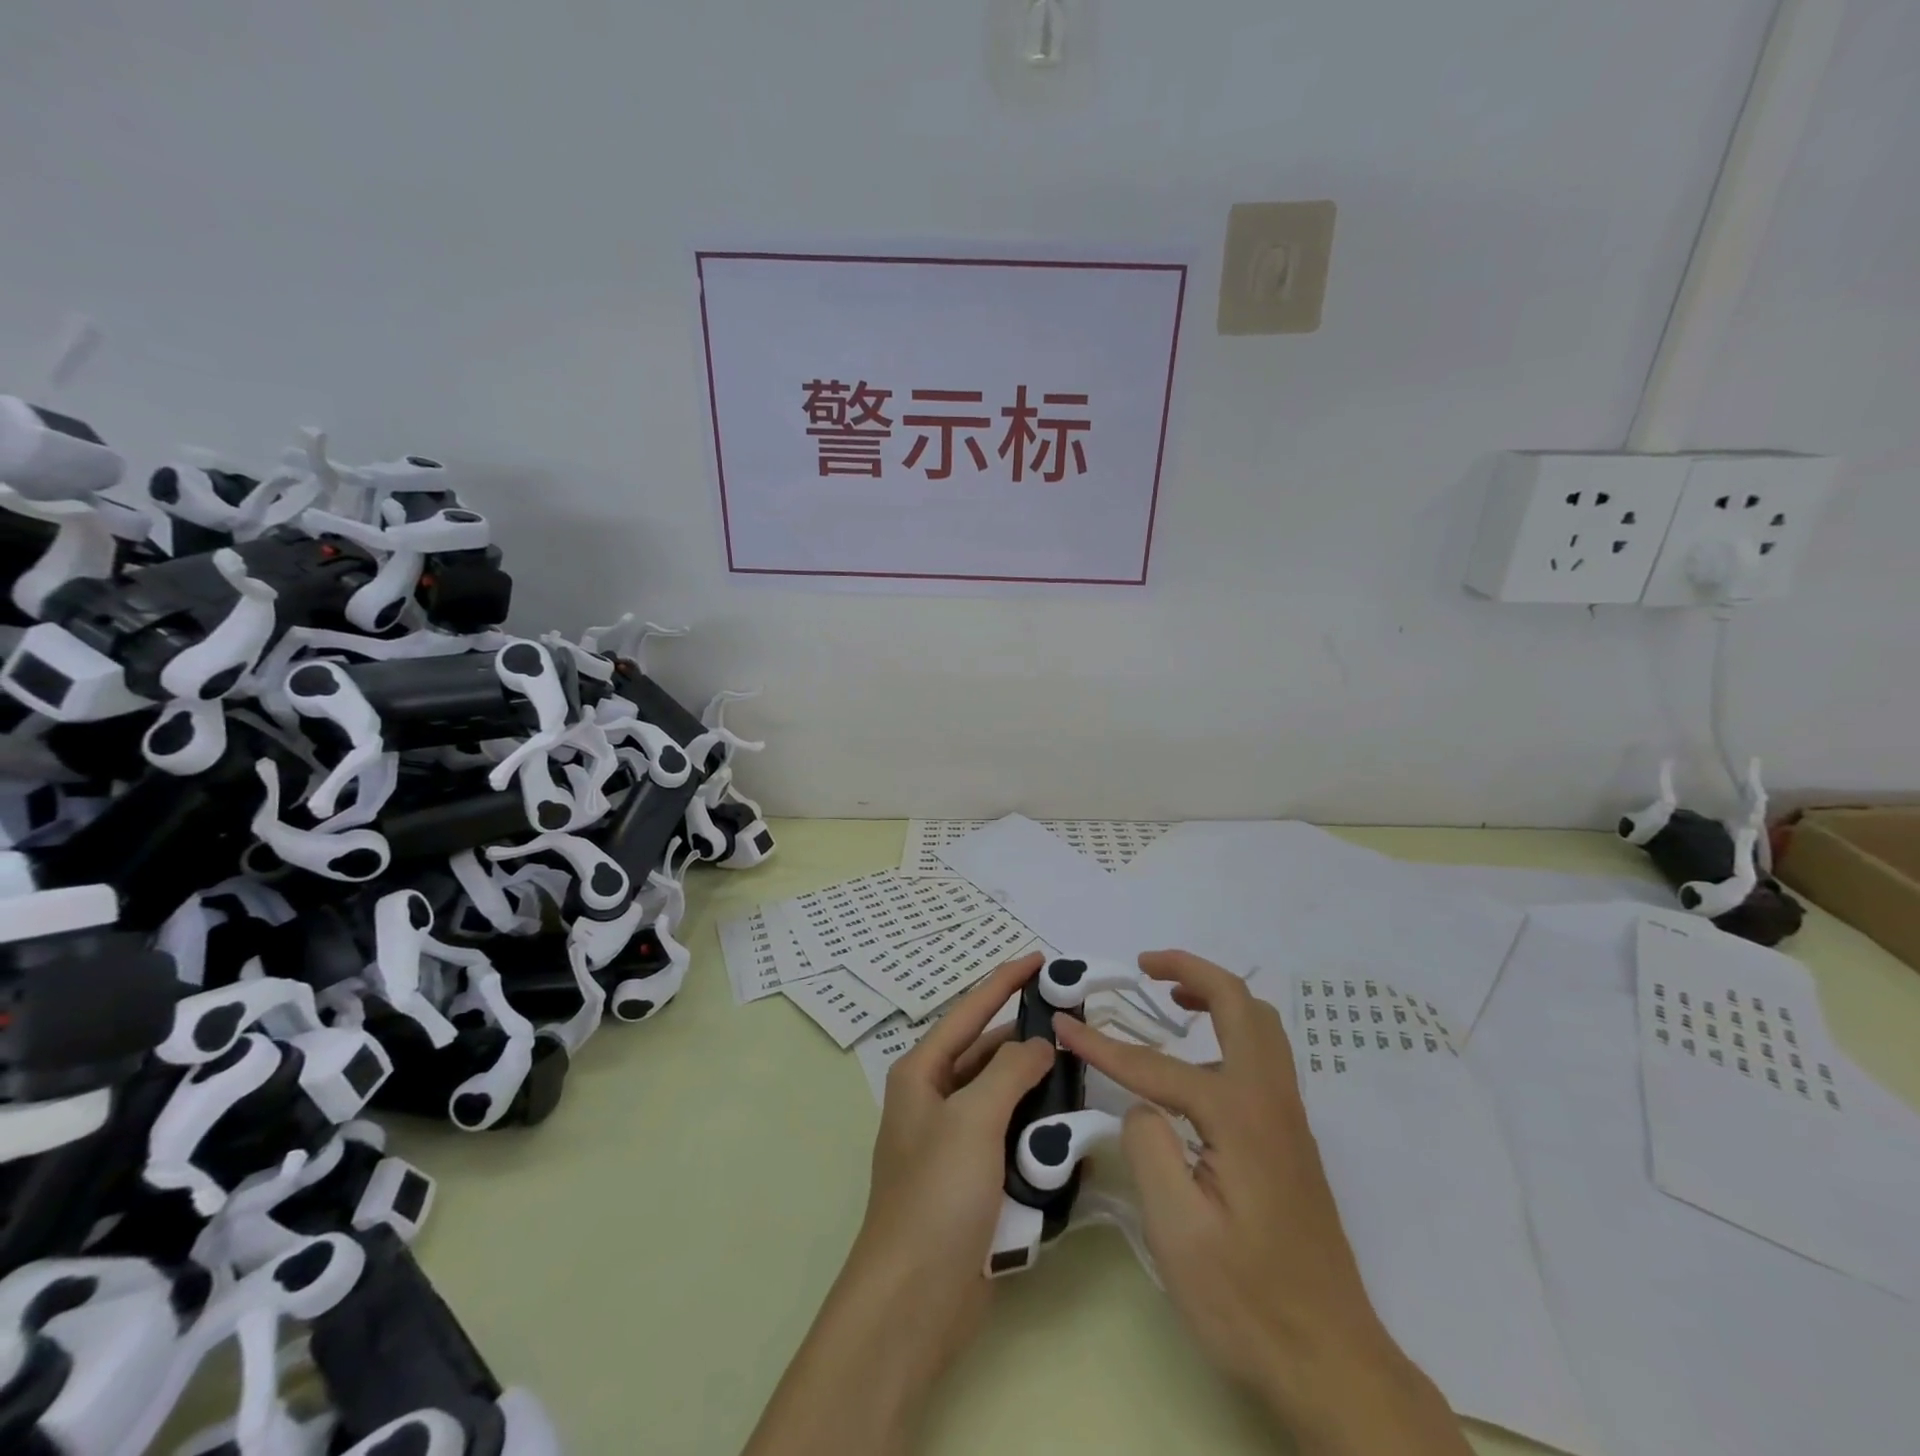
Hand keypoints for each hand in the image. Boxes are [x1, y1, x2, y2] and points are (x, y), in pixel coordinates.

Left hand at [744, 953, 1053, 1455]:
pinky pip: (1009, 1138)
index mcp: (921, 1073)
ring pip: (1002, 1096)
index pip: (969, 1011)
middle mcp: (934, 1099)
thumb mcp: (973, 1119)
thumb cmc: (937, 1195)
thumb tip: (1040, 1044)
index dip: (1004, 982)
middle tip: (1074, 1023)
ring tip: (1080, 1072)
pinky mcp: (973, 1180)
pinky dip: (1034, 1130)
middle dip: (1026, 1038)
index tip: (1040, 960)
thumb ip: (1009, 1071)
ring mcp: (953, 1142)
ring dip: (1035, 1088)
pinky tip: (1068, 1127)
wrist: (914, 1301)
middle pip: (986, 1053)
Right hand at [1054, 951, 1469, 1455]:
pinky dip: (1229, 1028)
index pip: (1157, 1065)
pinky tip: (1196, 1062)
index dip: (1104, 1045)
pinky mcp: (1289, 1139)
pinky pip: (1262, 1055)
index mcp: (1239, 1116)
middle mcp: (1270, 1100)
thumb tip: (1143, 1105)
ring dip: (1216, 994)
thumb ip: (1150, 1147)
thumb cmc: (1247, 1301)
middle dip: (1191, 970)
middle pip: (1239, 1004)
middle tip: (1144, 964)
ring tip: (1171, 995)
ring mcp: (1287, 1118)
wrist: (1332, 1362)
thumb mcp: (1179, 1232)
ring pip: (1260, 1025)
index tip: (1064, 1025)